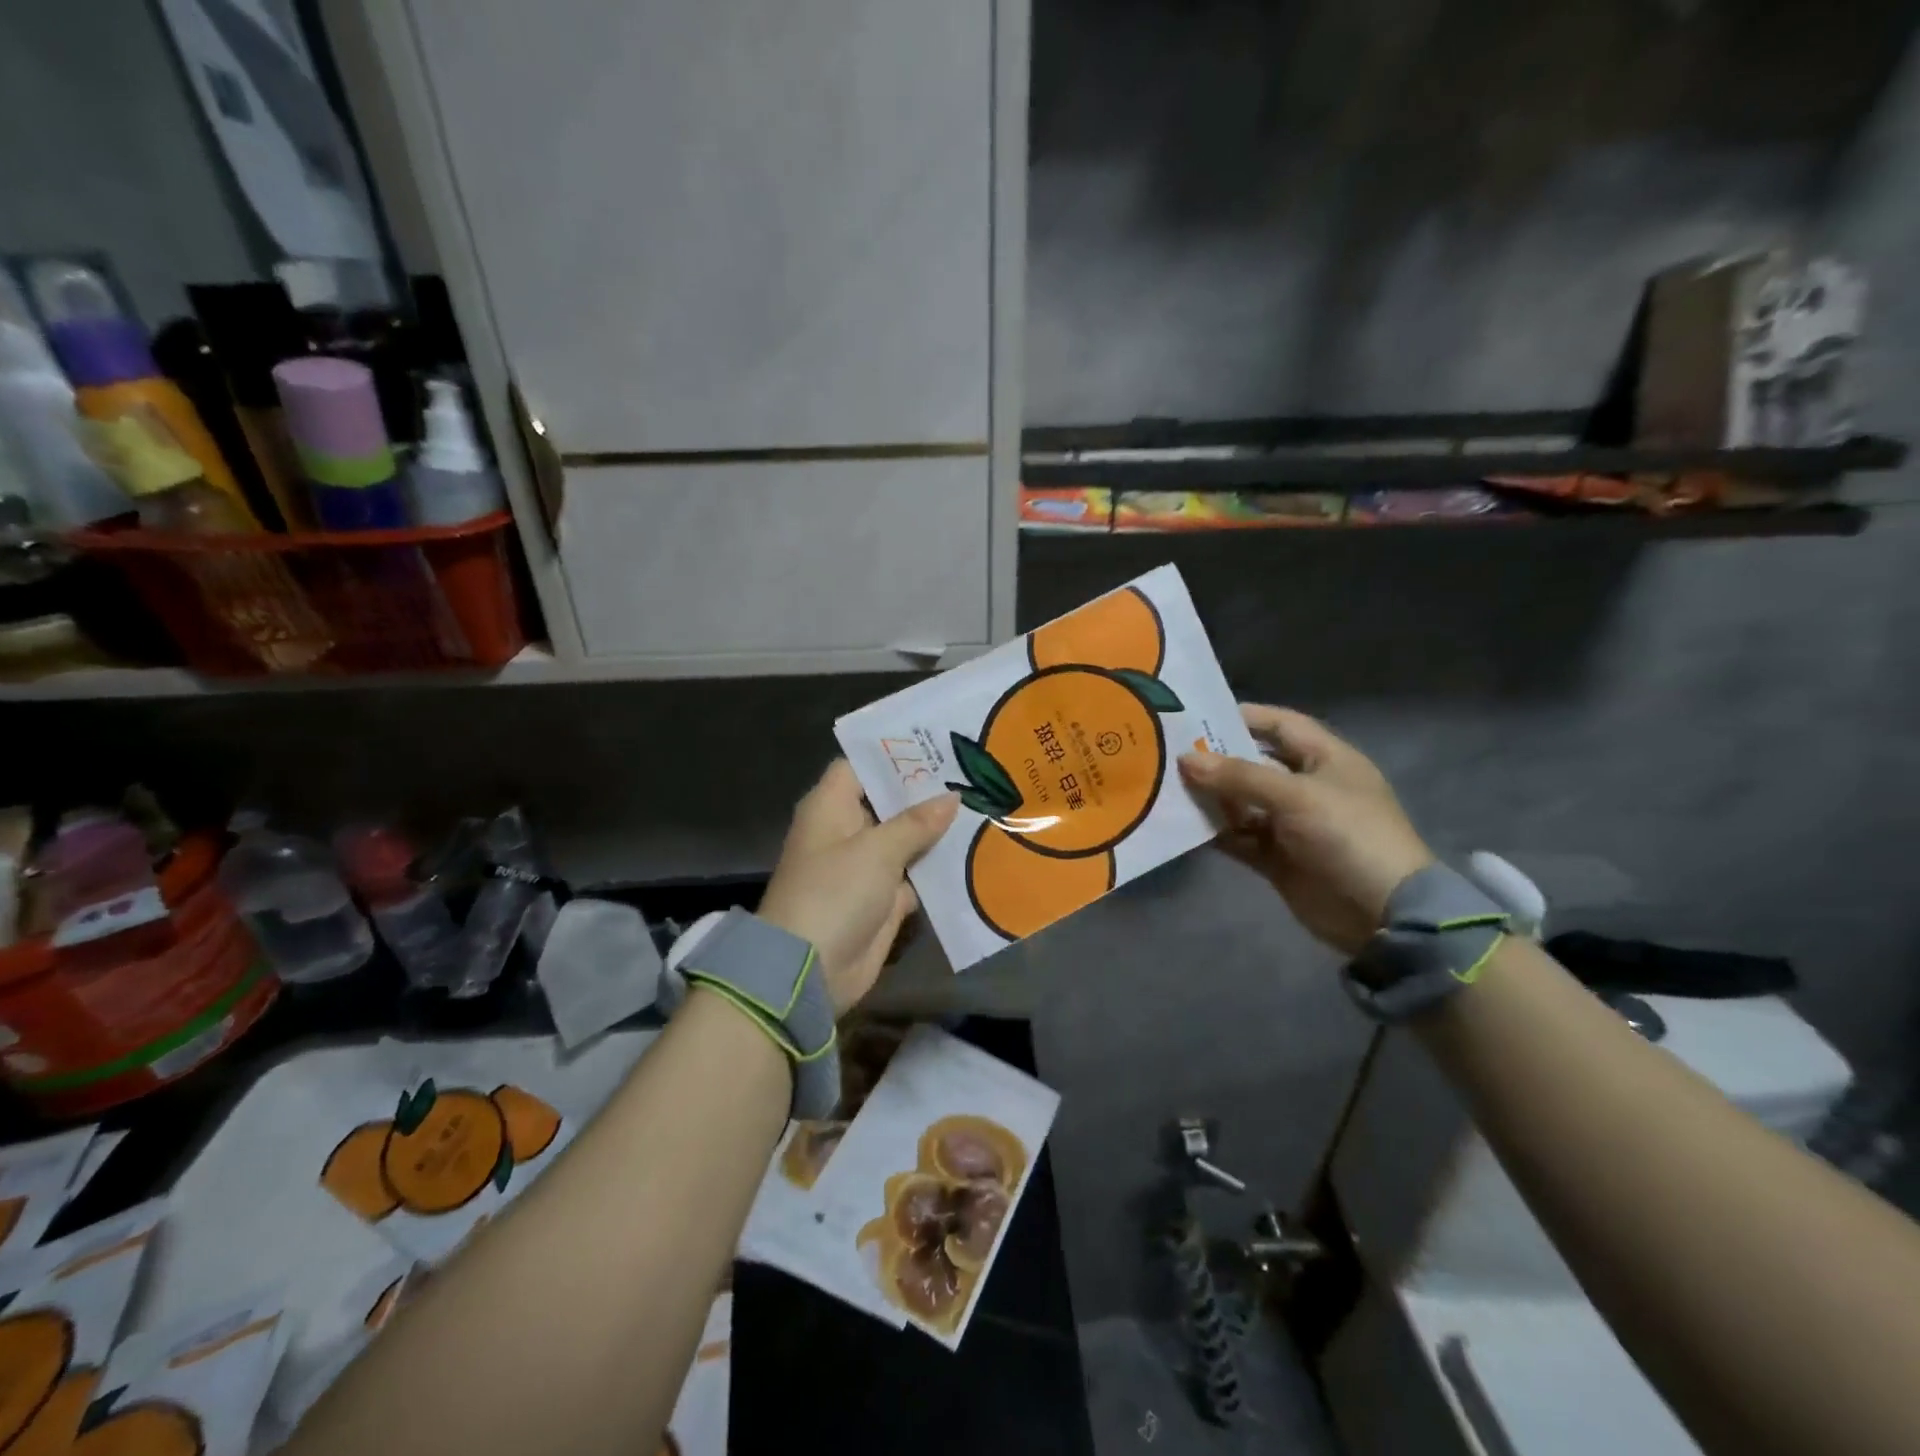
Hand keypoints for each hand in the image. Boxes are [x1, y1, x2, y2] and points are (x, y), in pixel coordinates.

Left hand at [758, 761, 958, 1013]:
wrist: (810, 969)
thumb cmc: (835, 892)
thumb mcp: (877, 850)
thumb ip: (916, 822)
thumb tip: (951, 798)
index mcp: (831, 806)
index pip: (861, 765)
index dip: (894, 754)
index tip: (936, 745)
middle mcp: (846, 830)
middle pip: (889, 801)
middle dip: (926, 792)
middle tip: (972, 773)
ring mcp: (864, 866)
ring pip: (905, 839)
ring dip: (936, 831)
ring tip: (982, 806)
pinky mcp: (880, 899)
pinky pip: (913, 875)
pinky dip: (936, 869)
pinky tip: (974, 853)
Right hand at [1178, 705, 1434, 954]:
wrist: (1382, 914)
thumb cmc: (1348, 836)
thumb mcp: (1295, 796)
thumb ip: (1239, 777)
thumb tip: (1185, 759)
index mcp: (1325, 758)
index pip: (1280, 725)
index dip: (1243, 717)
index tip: (1196, 718)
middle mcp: (1306, 786)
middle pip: (1254, 764)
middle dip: (1216, 760)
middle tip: (1169, 753)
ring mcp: (1291, 824)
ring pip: (1242, 803)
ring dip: (1211, 798)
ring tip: (1168, 789)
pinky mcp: (1278, 858)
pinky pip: (1239, 837)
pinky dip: (1216, 832)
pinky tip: (1184, 826)